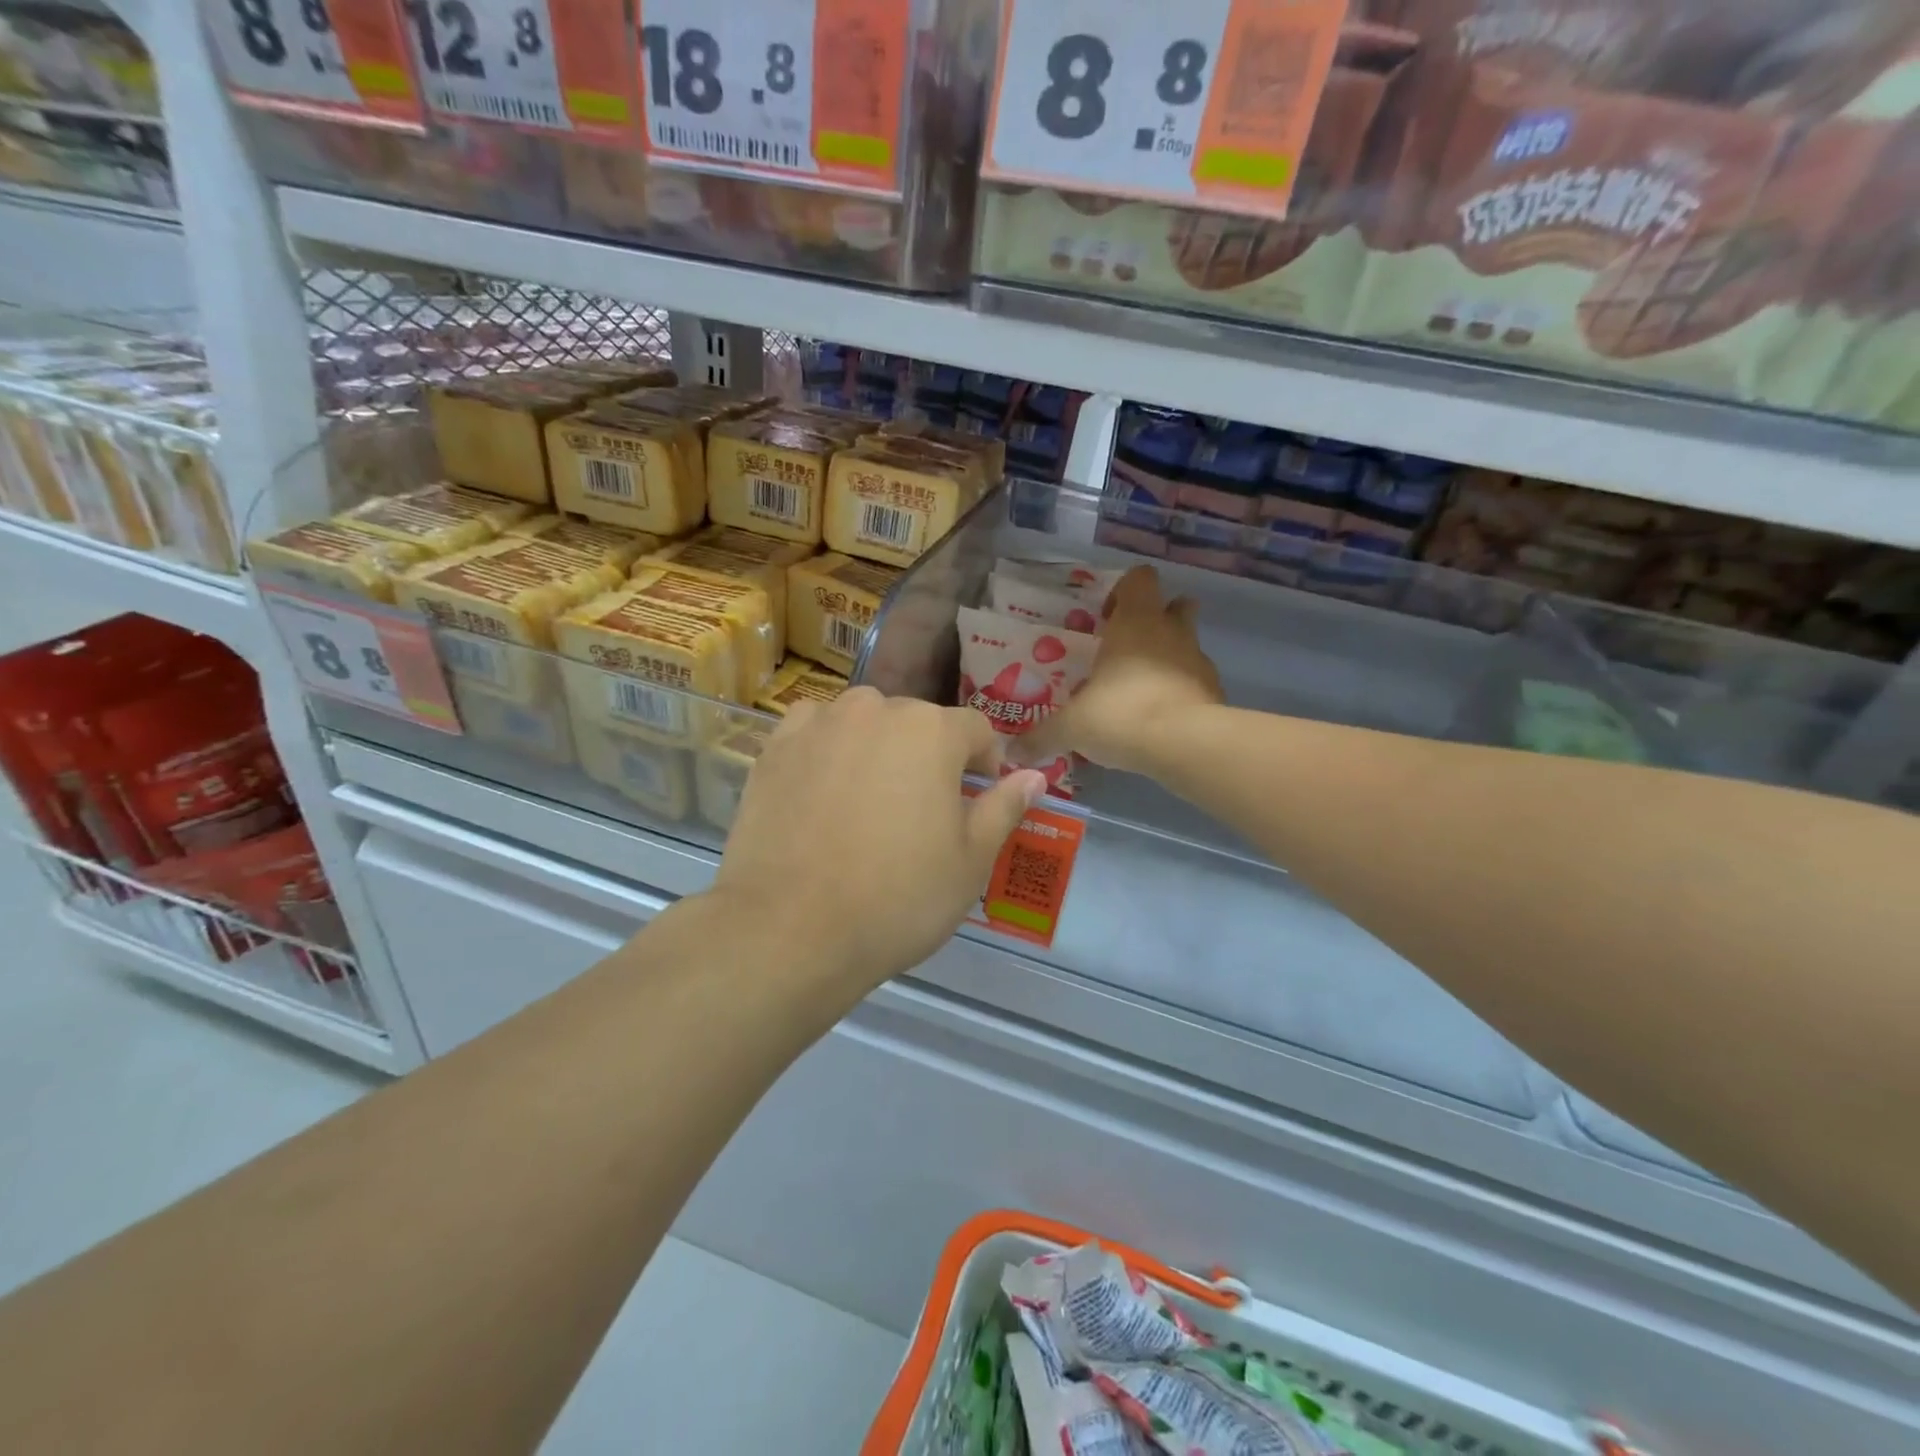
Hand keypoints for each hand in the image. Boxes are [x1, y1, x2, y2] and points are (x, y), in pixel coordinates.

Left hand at [710, 688, 1046, 1001]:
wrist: (790, 929)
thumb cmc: (897, 898)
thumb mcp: (970, 861)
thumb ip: (1004, 807)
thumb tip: (1033, 776)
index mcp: (932, 731)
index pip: (976, 730)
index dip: (985, 762)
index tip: (978, 797)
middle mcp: (875, 710)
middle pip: (917, 723)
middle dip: (929, 757)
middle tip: (920, 811)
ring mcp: (819, 724)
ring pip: (864, 723)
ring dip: (877, 748)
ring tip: (869, 801)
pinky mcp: (775, 747)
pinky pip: (815, 733)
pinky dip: (827, 750)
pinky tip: (823, 792)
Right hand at [1019, 565, 1222, 773]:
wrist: (1185, 744)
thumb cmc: (1121, 714)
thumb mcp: (1071, 727)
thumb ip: (1041, 736)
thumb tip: (1012, 753)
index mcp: (1134, 622)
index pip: (1139, 579)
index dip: (1123, 591)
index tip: (1105, 619)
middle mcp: (1170, 631)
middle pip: (1175, 604)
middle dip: (1156, 619)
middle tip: (1127, 649)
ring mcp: (1198, 660)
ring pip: (1188, 642)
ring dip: (1169, 656)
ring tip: (1141, 688)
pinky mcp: (1215, 691)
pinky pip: (1196, 681)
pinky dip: (1181, 691)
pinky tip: (1160, 718)